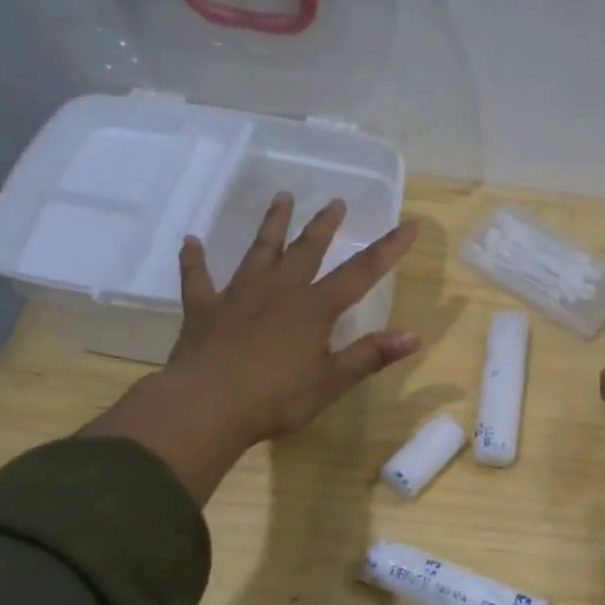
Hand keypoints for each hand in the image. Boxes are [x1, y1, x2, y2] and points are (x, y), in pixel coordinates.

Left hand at [87, 194, 420, 502]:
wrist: (205, 406)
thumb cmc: (276, 398)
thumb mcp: (332, 381)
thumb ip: (371, 355)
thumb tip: (413, 336)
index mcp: (314, 308)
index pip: (361, 272)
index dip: (388, 248)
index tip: (409, 224)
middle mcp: (279, 290)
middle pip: (307, 249)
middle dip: (324, 225)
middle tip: (336, 201)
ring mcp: (238, 295)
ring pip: (259, 251)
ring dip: (272, 224)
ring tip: (281, 197)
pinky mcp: (204, 309)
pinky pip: (198, 278)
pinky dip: (194, 259)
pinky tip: (190, 242)